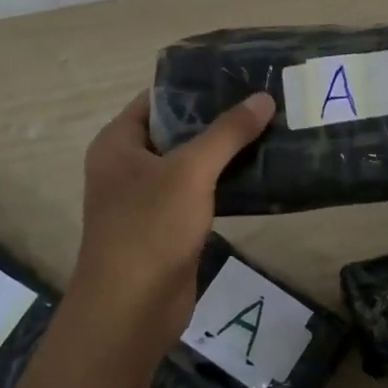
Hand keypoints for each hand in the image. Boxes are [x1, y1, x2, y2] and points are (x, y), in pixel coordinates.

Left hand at [66, 89, 275, 349]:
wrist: (131, 310)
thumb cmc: (150, 228)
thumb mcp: (191, 171)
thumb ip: (227, 133)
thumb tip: (263, 97)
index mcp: (118, 143)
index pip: (156, 99)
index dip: (194, 87)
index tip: (238, 76)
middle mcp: (127, 166)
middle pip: (176, 130)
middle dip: (217, 119)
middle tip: (263, 101)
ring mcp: (146, 199)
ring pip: (190, 164)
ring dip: (224, 153)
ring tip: (269, 130)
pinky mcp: (166, 227)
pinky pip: (198, 194)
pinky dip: (223, 183)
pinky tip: (259, 173)